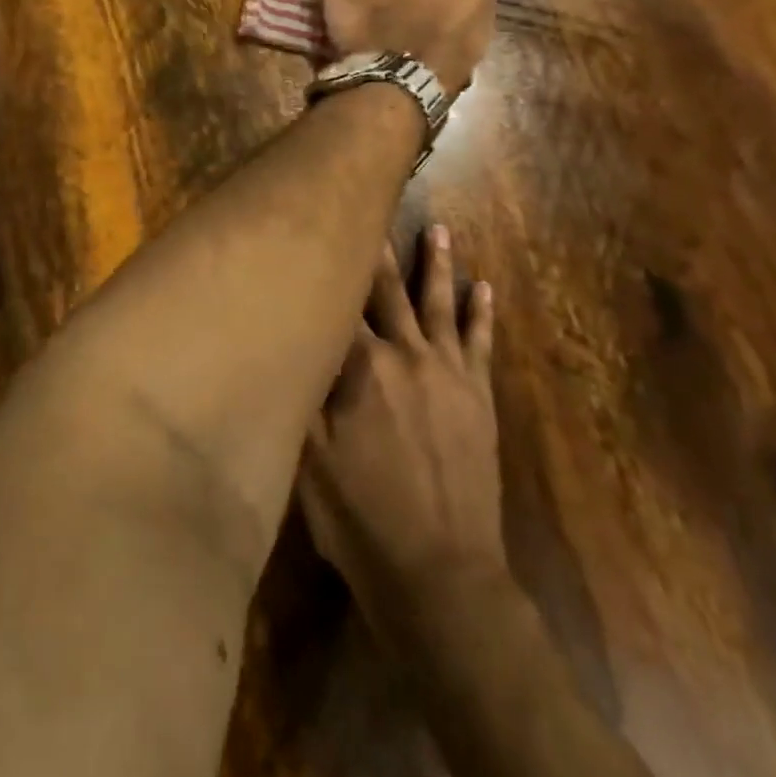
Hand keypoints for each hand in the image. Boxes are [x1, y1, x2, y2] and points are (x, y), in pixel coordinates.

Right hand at [298, 227, 505, 639]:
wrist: (441, 574)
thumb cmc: (360, 517)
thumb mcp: (307, 458)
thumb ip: (302, 391)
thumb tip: (291, 337)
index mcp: (361, 367)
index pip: (341, 301)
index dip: (331, 263)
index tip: (325, 223)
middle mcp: (406, 355)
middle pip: (388, 291)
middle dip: (378, 249)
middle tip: (375, 202)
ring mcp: (448, 374)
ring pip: (439, 305)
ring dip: (437, 265)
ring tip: (439, 229)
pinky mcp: (479, 398)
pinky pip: (481, 344)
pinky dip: (481, 314)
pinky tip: (484, 288)